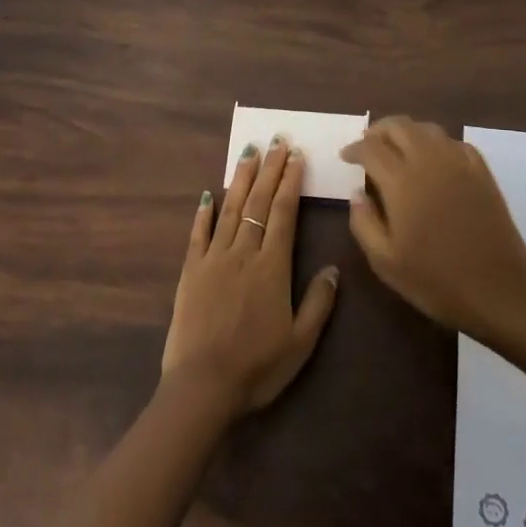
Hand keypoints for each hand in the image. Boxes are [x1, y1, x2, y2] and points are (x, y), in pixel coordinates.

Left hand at [160, 138, 340, 417]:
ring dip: (241, 179)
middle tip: (277, 141)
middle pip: (258, 203)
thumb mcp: (301, 342)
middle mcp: (243, 253)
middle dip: (269, 170)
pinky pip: (198, 234)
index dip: (290, 183)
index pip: (283, 214)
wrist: (203, 385)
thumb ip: (319, 303)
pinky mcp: (191, 271)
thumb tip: (334, 268)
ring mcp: (214, 259)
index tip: (296, 157)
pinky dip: (204, 212)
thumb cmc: (258, 367)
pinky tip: (209, 194)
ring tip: (249, 153)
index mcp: (272, 267)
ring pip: (230, 209)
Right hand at [339, 116, 525, 339]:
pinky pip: (455, 143)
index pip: (371, 148)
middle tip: (367, 145)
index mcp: (402, 181)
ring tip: (397, 149)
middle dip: (378, 131)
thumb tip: (357, 193)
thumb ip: (363, 222)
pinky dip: (436, 143)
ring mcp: (460, 164)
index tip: (345, 157)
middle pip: (399, 126)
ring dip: (407, 132)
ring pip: (428, 129)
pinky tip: (433, 159)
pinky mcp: (483, 174)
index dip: (354, 148)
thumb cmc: (435, 280)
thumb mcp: (384, 261)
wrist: (498, 291)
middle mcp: (430, 162)